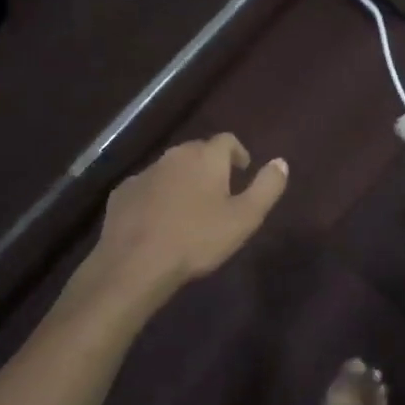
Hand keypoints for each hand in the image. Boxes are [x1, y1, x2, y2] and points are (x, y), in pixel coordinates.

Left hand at [73, 135, 288, 309]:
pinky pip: (147, 187)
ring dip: (183, 180)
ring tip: (189, 208)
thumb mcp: (244, 218)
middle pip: (198, 151)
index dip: (238, 153)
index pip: (227, 140)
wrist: (135, 263)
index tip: (242, 171)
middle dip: (210, 166)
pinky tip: (159, 220)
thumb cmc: (197, 239)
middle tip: (219, 192)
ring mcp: (145, 172)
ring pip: (171, 168)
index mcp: (206, 157)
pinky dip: (157, 196)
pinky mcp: (123, 192)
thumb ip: (267, 187)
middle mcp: (175, 155)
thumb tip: (281, 162)